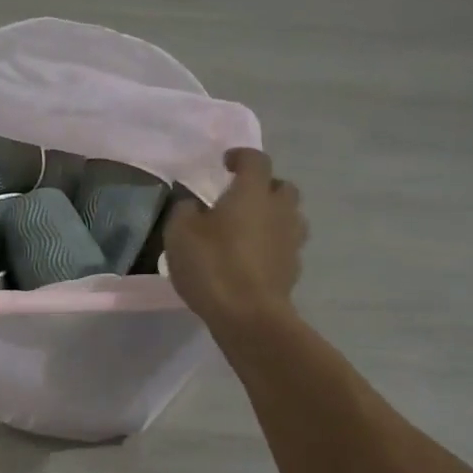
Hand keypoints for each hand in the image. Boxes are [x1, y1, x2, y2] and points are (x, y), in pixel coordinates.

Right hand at [163, 148, 307, 331]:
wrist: (249, 316)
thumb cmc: (212, 266)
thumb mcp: (179, 233)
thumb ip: (185, 210)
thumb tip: (193, 205)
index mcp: (252, 193)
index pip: (255, 160)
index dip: (241, 157)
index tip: (226, 163)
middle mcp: (279, 210)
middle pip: (282, 186)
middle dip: (264, 186)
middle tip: (240, 198)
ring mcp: (291, 241)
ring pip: (289, 216)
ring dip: (272, 216)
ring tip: (248, 229)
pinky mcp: (293, 269)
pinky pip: (285, 245)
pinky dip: (271, 245)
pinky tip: (252, 258)